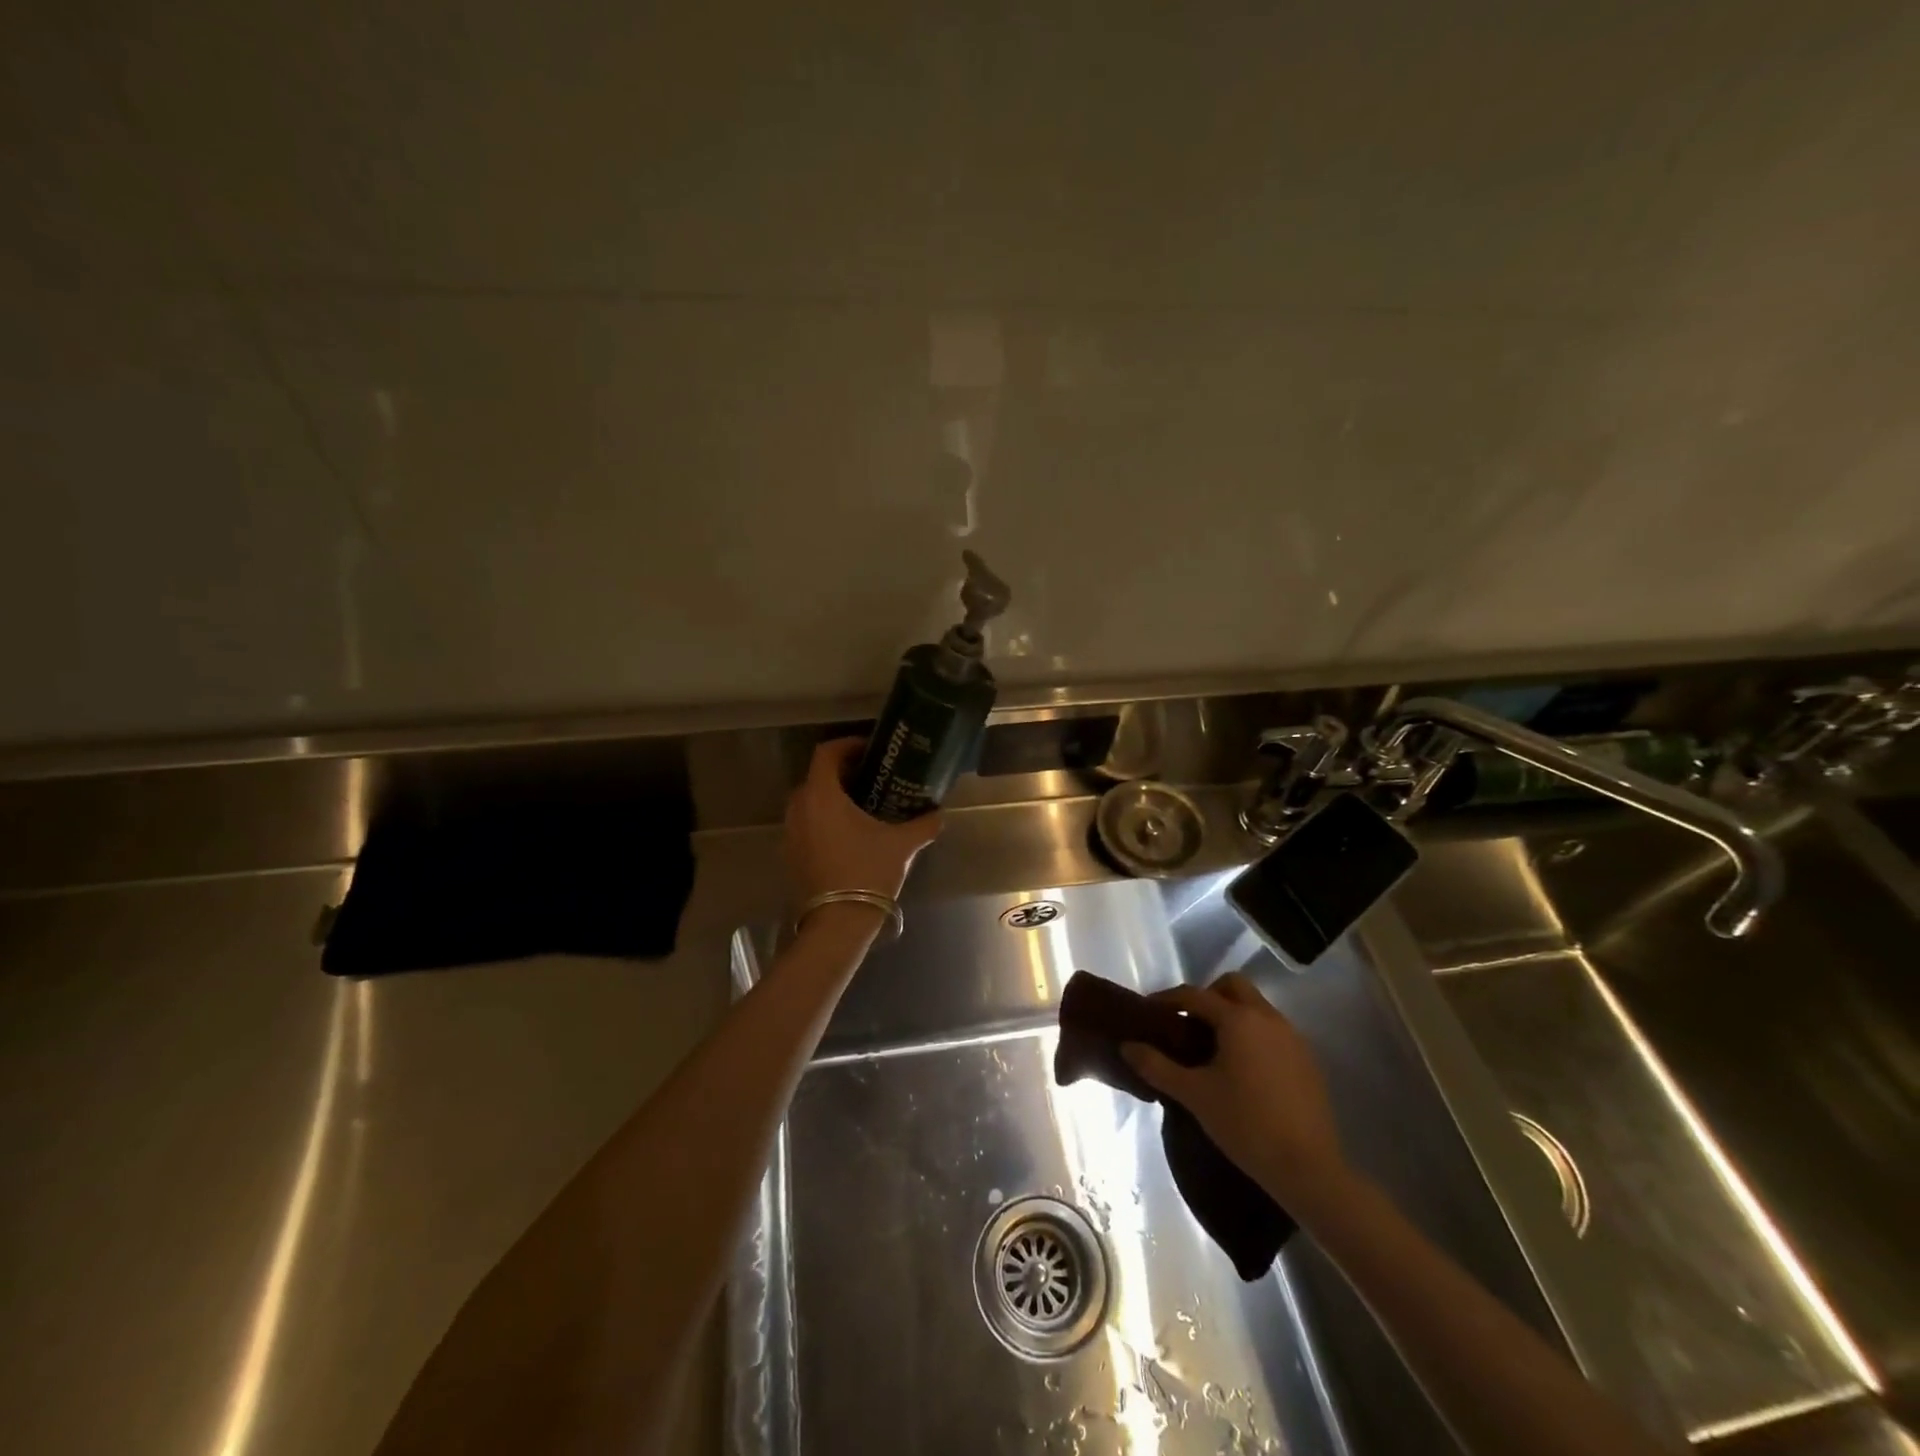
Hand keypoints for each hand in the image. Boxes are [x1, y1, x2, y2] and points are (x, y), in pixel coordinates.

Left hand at [785, 738, 941, 904]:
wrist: (838, 922)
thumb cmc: (868, 872)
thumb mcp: (902, 845)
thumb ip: (923, 824)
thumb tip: (939, 814)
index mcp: (822, 795)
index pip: (826, 753)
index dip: (848, 745)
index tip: (871, 751)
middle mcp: (800, 808)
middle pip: (817, 776)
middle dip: (843, 772)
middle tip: (872, 777)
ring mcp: (791, 832)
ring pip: (810, 801)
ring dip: (833, 797)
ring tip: (864, 805)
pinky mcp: (791, 853)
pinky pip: (807, 823)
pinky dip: (825, 818)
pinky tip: (850, 833)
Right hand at [1122, 973, 1347, 1209]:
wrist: (1309, 1169)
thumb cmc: (1245, 1124)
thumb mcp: (1194, 1095)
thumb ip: (1157, 1066)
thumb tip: (1127, 1046)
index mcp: (1238, 1019)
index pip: (1195, 994)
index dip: (1168, 999)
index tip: (1150, 1011)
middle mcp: (1268, 1017)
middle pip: (1233, 986)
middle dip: (1207, 997)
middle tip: (1187, 1024)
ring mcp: (1293, 1038)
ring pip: (1256, 1008)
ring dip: (1231, 1016)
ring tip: (1212, 1048)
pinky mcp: (1307, 1060)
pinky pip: (1273, 1031)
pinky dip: (1253, 1036)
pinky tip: (1243, 1070)